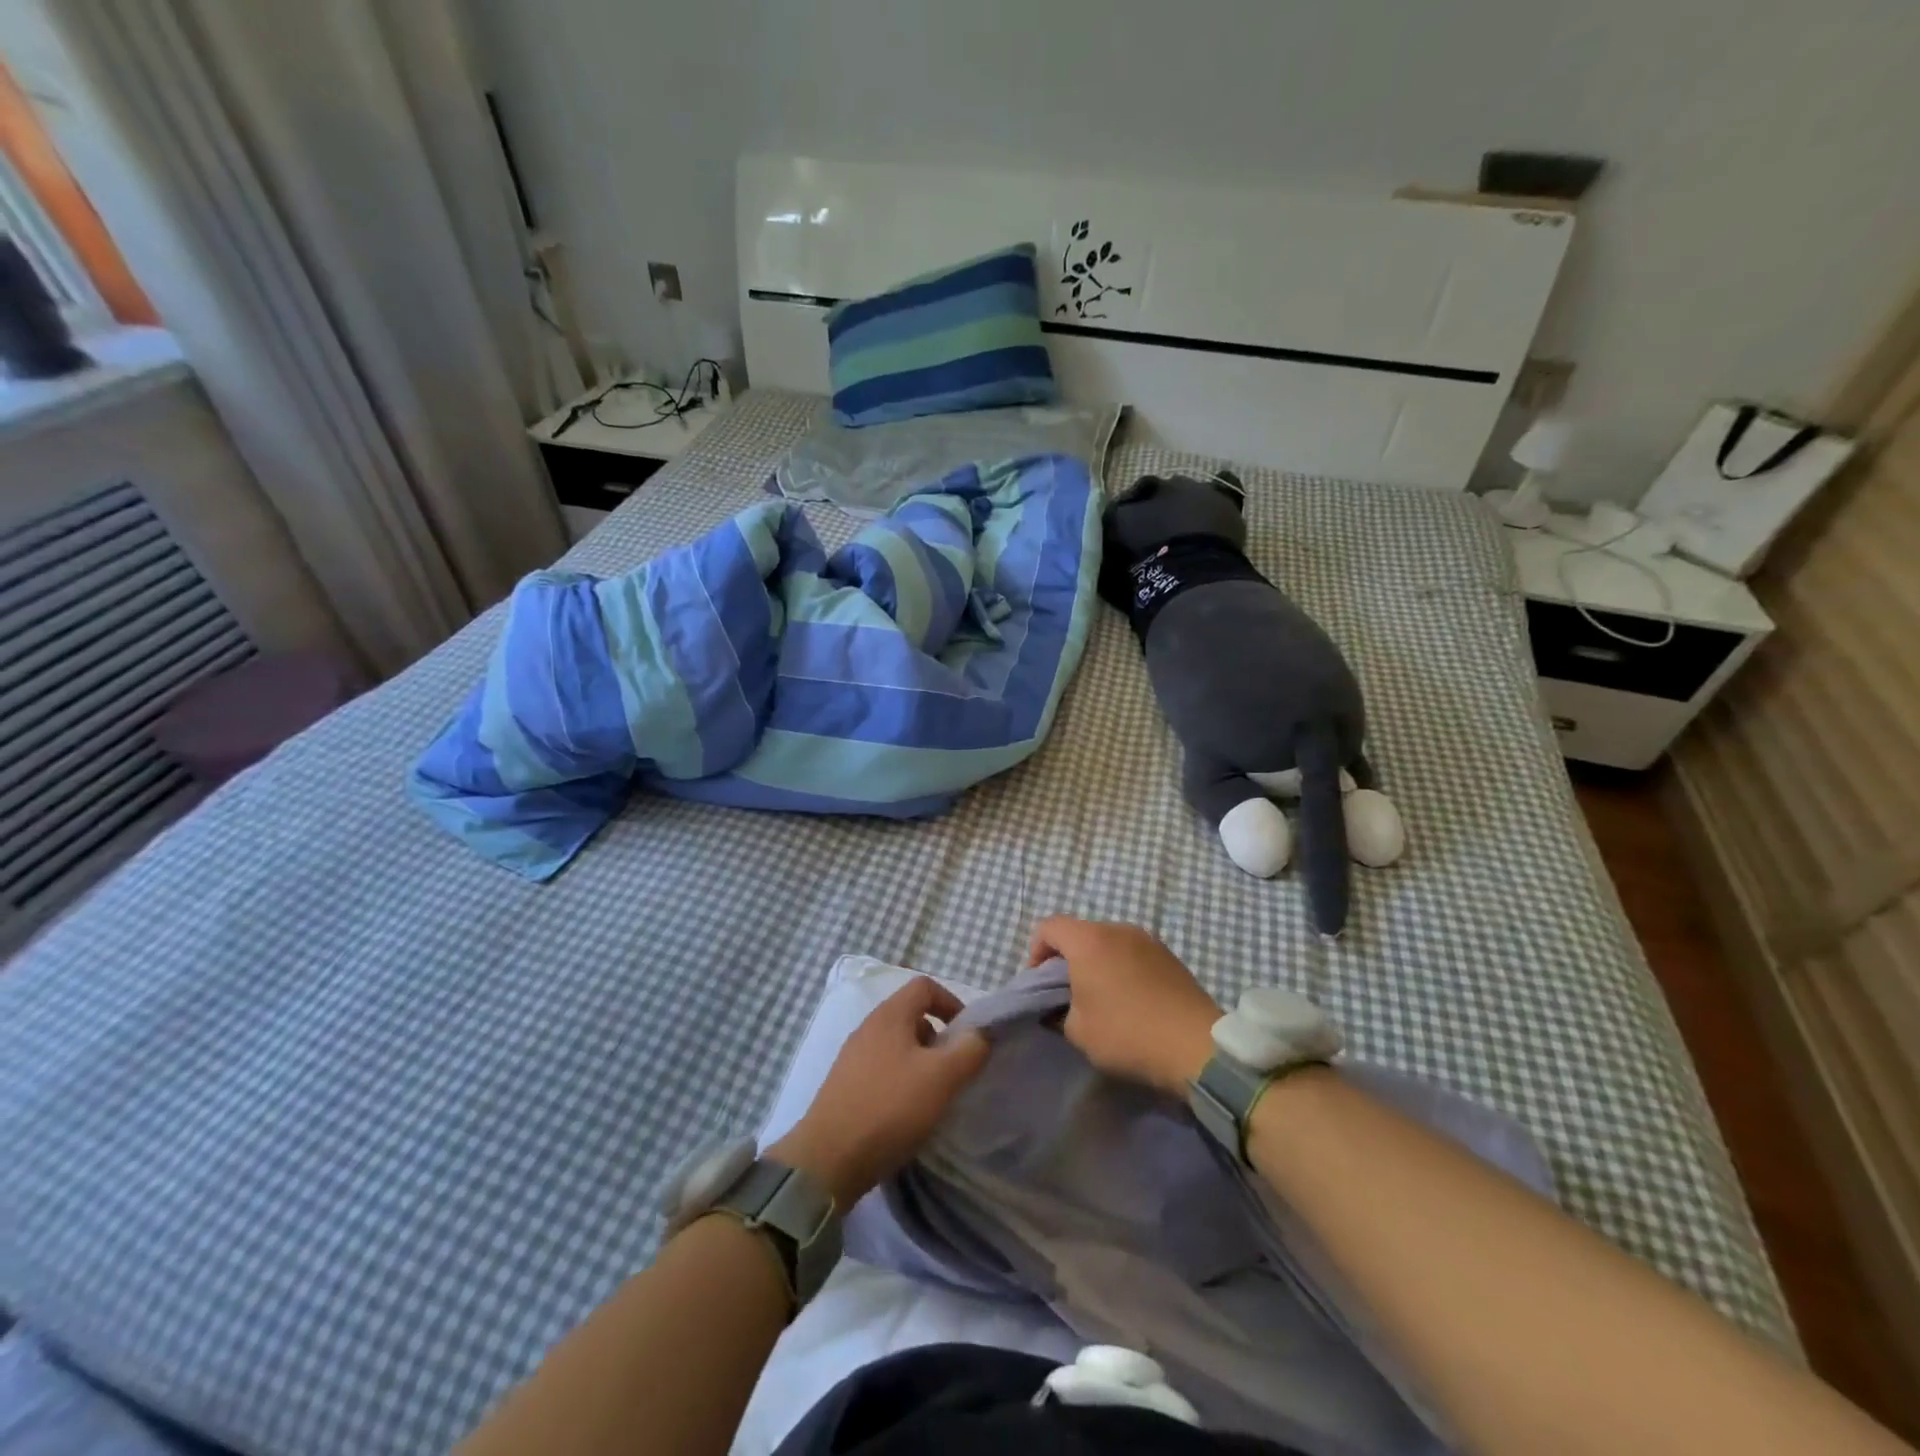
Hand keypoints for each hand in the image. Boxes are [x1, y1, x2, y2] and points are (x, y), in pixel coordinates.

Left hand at [770, 978, 988, 1207]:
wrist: (828, 1159)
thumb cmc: (890, 1108)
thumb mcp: (941, 1077)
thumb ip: (969, 1050)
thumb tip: (981, 1033)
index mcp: (889, 1015)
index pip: (925, 986)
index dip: (952, 1002)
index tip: (968, 1034)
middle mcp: (868, 1028)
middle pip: (911, 1016)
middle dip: (938, 1038)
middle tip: (954, 1069)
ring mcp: (852, 1057)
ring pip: (897, 1046)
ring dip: (921, 1063)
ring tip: (934, 1096)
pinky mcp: (845, 1086)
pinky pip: (882, 1070)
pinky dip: (901, 1082)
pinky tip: (907, 1114)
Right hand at [1027, 917, 1220, 1094]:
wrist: (1196, 1046)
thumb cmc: (1127, 1033)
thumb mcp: (1078, 1031)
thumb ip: (1059, 1011)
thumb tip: (1062, 1006)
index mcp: (1089, 940)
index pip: (1049, 927)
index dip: (1036, 952)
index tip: (1040, 984)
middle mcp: (1118, 929)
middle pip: (1080, 932)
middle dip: (1068, 959)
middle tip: (1069, 994)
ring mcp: (1148, 939)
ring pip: (1108, 942)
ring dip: (1098, 963)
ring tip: (1102, 998)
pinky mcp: (1170, 955)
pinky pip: (1133, 953)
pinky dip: (1123, 968)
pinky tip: (1132, 1000)